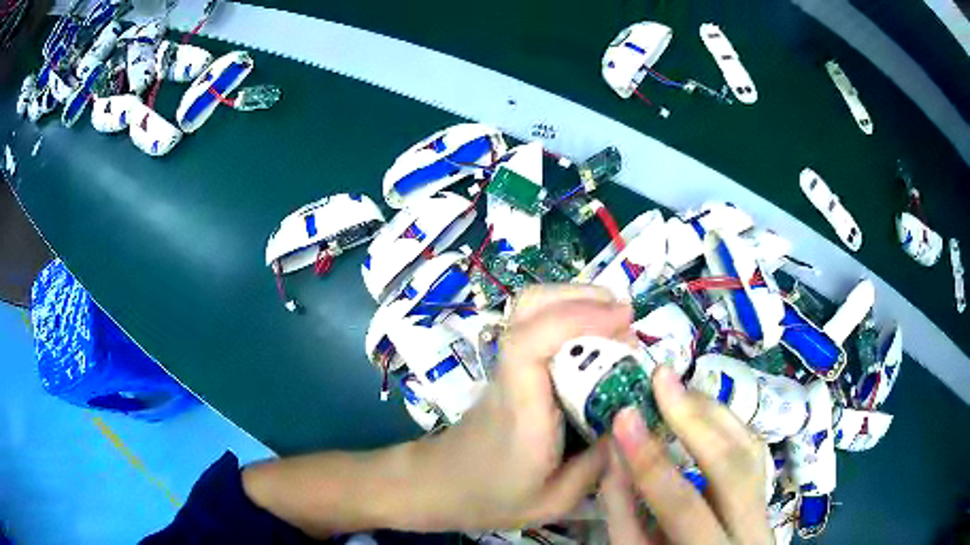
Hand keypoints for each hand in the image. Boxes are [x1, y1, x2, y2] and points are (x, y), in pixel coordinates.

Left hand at [417, 285, 632, 530]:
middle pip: (528, 307)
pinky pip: (535, 325)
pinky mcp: (508, 368)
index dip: (576, 318)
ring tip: (614, 322)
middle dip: (581, 297)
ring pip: (529, 308)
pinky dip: (568, 317)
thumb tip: (631, 420)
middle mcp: (510, 377)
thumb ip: (596, 467)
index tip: (623, 318)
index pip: (530, 343)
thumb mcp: (553, 502)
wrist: (437, 486)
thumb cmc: (490, 498)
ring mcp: (505, 367)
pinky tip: (594, 340)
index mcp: (520, 411)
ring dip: (576, 301)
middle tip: (625, 317)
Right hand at [601, 366, 770, 543]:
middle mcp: (751, 528)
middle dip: (695, 417)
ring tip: (678, 389)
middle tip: (662, 377)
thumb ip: (625, 511)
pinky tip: (704, 410)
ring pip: (750, 449)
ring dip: (714, 412)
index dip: (652, 460)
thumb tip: (615, 451)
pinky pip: (753, 449)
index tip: (624, 415)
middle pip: (733, 465)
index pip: (684, 505)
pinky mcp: (767, 491)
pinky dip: (728, 423)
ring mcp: (766, 507)